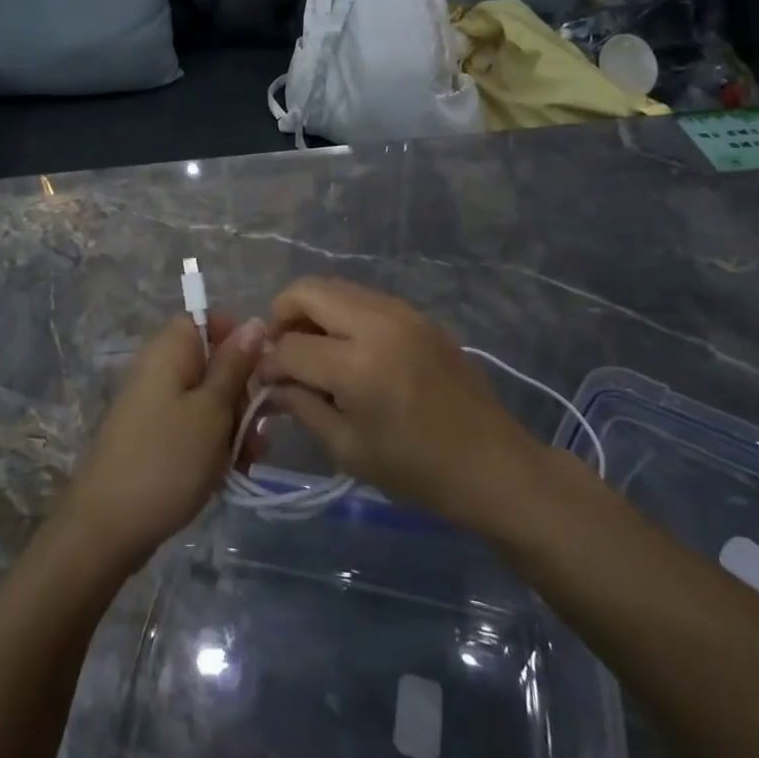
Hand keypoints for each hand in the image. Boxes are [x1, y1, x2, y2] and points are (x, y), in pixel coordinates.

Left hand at [59, 313, 265, 570]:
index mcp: (169, 350)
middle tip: (258, 429)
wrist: (107, 527)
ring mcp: (153, 404)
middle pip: (211, 363)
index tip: (261, 372)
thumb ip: (235, 365)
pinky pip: (191, 426)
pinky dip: (213, 444)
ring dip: (233, 425)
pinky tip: (232, 472)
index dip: (237, 341)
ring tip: (249, 460)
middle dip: (242, 394)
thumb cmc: (167, 459)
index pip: (207, 321)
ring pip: (206, 400)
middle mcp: (158, 369)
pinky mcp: (153, 436)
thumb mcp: (212, 409)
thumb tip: (255, 321)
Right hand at [260, 277, 536, 527]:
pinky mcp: (418, 314)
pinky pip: (364, 297)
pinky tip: (346, 349)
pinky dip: (342, 313)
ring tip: (312, 350)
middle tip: (281, 352)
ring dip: (313, 311)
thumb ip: (302, 406)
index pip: (290, 347)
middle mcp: (378, 323)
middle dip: (282, 316)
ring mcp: (402, 312)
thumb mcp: (348, 449)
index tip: (264, 383)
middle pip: (308, 290)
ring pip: (336, 286)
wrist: (494, 466)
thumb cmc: (417, 471)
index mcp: (358, 365)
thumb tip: (269, 384)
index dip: (267, 365)